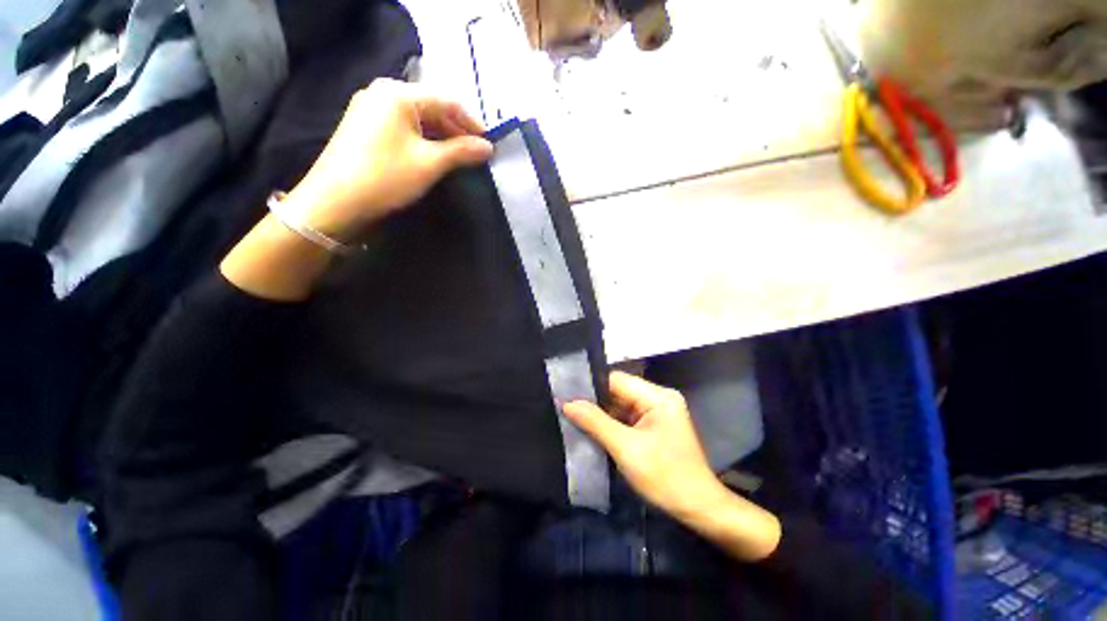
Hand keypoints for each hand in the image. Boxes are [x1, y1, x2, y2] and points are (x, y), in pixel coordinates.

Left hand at [283, 78, 492, 240]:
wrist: (335, 201)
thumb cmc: (386, 177)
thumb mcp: (429, 163)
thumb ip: (461, 151)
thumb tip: (488, 148)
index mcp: (398, 93)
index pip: (447, 101)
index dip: (472, 123)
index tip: (490, 144)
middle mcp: (382, 93)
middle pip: (431, 107)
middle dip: (456, 131)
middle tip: (476, 154)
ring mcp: (370, 109)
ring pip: (417, 119)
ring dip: (441, 138)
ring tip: (460, 158)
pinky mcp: (365, 127)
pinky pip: (403, 128)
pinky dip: (423, 141)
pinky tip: (434, 157)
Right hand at [565, 372, 780, 560]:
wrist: (698, 510)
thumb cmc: (665, 477)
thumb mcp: (626, 448)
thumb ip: (595, 422)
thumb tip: (567, 403)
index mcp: (657, 396)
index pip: (617, 380)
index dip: (592, 386)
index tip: (566, 394)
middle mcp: (658, 398)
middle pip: (618, 392)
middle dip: (594, 401)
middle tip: (566, 407)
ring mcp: (656, 413)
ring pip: (620, 406)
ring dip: (600, 414)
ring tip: (572, 416)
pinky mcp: (653, 427)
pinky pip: (626, 419)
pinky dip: (610, 425)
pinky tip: (591, 429)